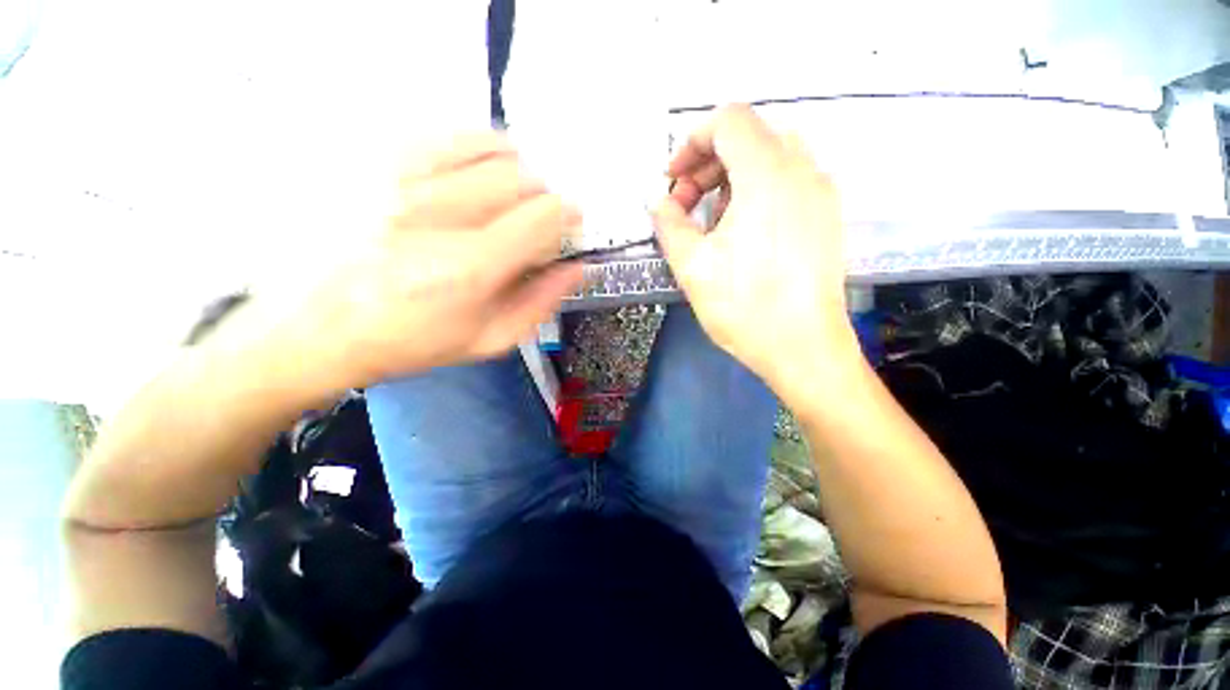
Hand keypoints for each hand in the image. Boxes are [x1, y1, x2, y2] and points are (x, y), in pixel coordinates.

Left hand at [266, 132, 582, 390]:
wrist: (315, 327)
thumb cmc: (411, 341)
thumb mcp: (488, 340)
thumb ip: (541, 302)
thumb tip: (576, 267)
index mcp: (469, 268)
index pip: (543, 216)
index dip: (567, 214)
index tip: (569, 222)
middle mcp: (436, 214)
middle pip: (520, 177)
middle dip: (541, 197)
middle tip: (533, 218)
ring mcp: (398, 178)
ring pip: (487, 147)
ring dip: (513, 169)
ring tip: (506, 193)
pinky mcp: (371, 161)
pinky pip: (444, 134)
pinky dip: (474, 149)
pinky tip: (471, 173)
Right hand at [653, 105, 857, 386]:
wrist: (804, 348)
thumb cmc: (744, 307)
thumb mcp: (692, 266)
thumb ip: (669, 224)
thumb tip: (659, 201)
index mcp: (767, 175)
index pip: (729, 121)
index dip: (692, 143)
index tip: (673, 181)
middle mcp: (802, 171)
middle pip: (750, 136)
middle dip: (707, 164)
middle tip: (685, 205)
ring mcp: (820, 193)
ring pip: (770, 158)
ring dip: (731, 178)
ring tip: (711, 222)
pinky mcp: (826, 217)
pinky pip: (788, 181)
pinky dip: (756, 191)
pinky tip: (741, 231)